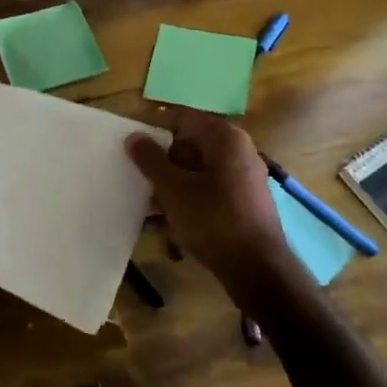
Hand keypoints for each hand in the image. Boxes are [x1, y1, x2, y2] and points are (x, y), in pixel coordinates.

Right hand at [126, 110, 296, 295]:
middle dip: (161, 162)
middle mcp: (238, 149)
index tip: (130, 147)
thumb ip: (150, 159)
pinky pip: (208, 190)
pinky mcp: (244, 201)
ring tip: (149, 206)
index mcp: (223, 137)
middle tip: (137, 179)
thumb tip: (134, 136)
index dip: (152, 129)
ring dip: (171, 185)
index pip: (180, 118)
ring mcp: (244, 176)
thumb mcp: (172, 188)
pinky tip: (170, 222)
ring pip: (196, 171)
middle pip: (189, 145)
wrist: (256, 268)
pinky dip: (188, 200)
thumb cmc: (212, 218)